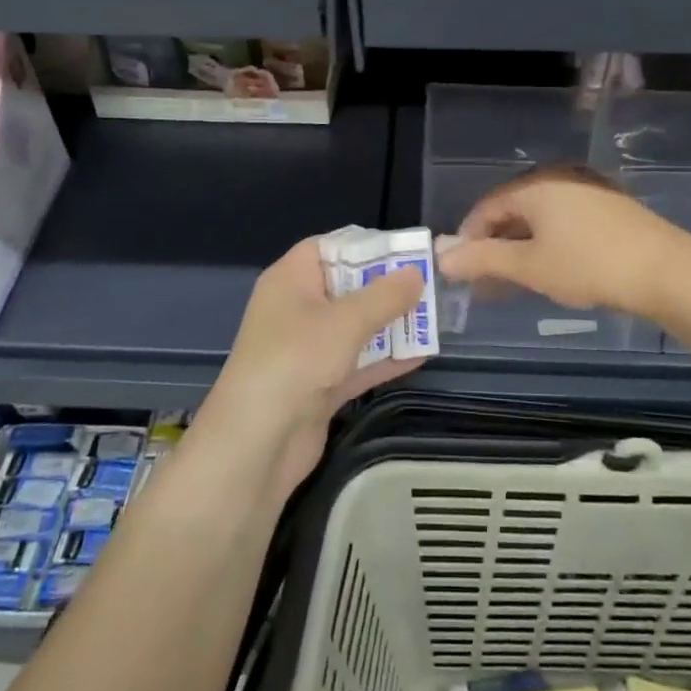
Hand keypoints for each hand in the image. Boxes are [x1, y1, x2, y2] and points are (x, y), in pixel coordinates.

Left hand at [200, 237, 424, 498]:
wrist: (256, 444)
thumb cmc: (295, 362)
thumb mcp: (345, 322)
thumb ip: (384, 297)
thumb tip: (417, 273)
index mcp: (290, 280)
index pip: (328, 248)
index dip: (365, 246)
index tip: (405, 251)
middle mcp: (296, 309)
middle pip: (346, 287)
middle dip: (386, 287)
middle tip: (430, 285)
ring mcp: (306, 350)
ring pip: (354, 327)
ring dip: (390, 324)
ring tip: (434, 318)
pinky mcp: (317, 386)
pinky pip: (356, 363)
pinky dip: (384, 360)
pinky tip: (421, 356)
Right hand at [436, 166, 686, 317]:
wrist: (666, 271)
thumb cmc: (588, 265)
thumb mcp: (529, 266)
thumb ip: (483, 259)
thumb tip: (441, 256)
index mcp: (536, 186)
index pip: (487, 206)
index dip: (469, 236)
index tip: (460, 268)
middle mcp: (559, 179)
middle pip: (514, 209)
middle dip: (494, 243)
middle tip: (483, 278)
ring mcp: (588, 191)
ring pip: (540, 217)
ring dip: (520, 246)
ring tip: (514, 278)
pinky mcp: (609, 208)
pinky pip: (563, 221)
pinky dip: (547, 242)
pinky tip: (550, 268)